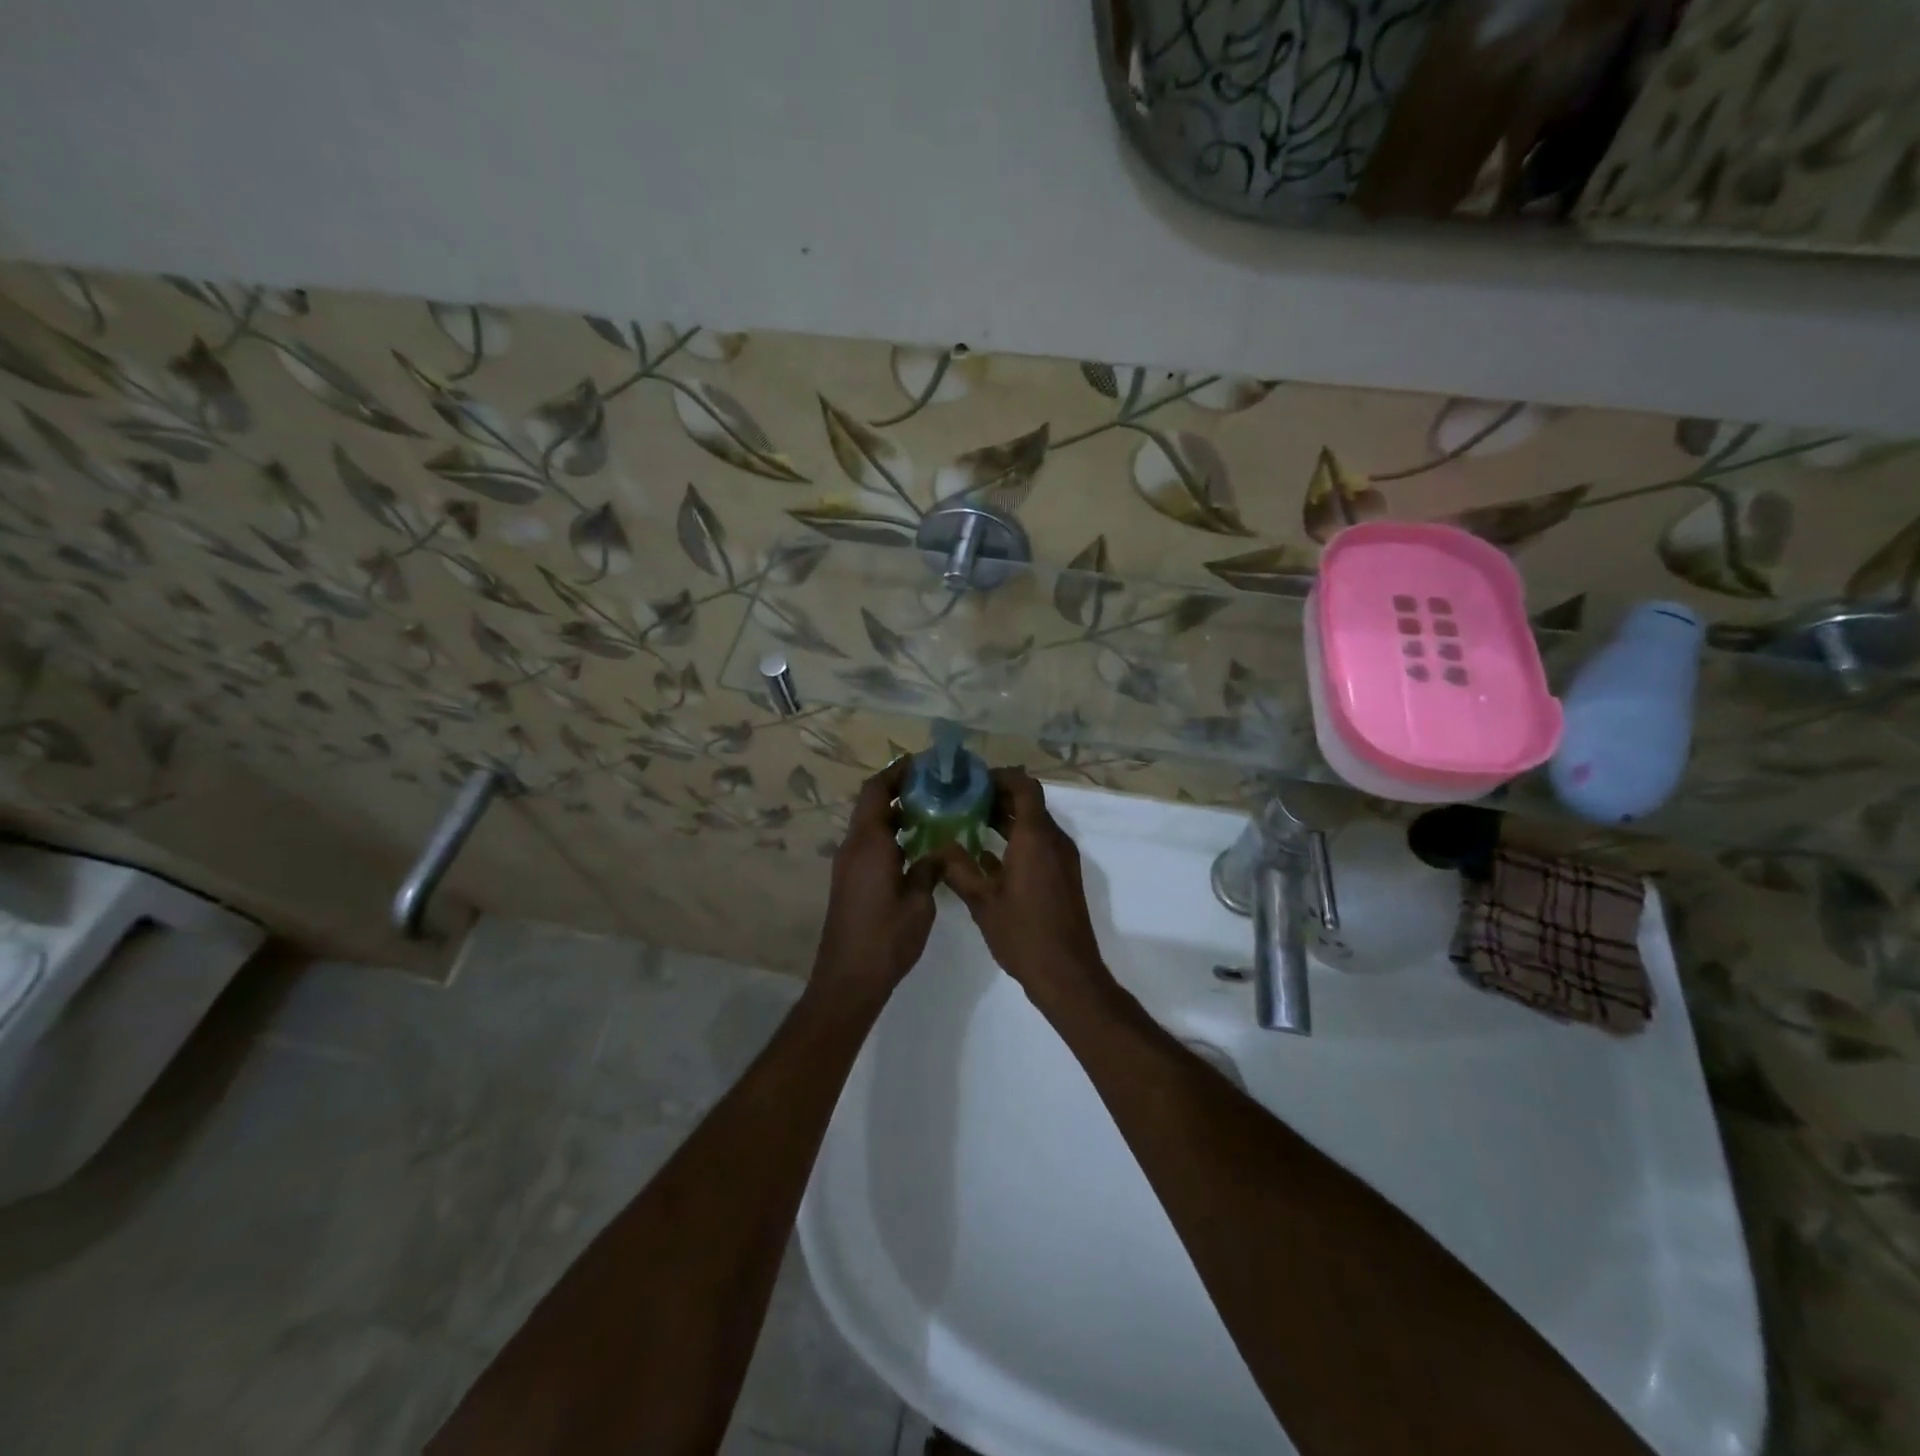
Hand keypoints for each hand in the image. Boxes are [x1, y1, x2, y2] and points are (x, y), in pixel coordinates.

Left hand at [811, 759, 940, 1003]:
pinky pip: (870, 844)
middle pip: (872, 803)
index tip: (923, 763)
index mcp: (869, 843)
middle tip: (935, 785)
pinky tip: (918, 844)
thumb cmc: (886, 937)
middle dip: (899, 789)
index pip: (877, 791)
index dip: (897, 772)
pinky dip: (891, 834)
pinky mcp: (850, 881)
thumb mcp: (920, 901)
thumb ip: (930, 867)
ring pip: (871, 824)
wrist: (848, 978)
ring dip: (896, 812)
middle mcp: (853, 847)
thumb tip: (941, 848)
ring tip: (933, 809)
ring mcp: (848, 864)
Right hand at [934, 769, 1112, 1009]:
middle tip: (962, 800)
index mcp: (1036, 837)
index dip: (1000, 777)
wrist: (1067, 973)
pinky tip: (987, 856)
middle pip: (1029, 803)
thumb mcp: (982, 901)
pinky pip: (1040, 844)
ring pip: (1035, 824)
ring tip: (969, 822)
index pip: (1024, 786)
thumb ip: (959, 869)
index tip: (971, 781)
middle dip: (998, 797)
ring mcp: (1062, 859)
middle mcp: (1054, 840)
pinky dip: (1017, 840)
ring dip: (1007, 819)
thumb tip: (940, 846)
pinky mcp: (1063, 876)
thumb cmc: (1023, 934)